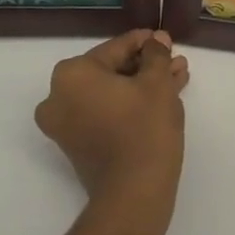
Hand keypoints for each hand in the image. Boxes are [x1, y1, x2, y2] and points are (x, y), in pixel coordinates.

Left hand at [35, 30, 189, 220]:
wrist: (134, 193)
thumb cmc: (144, 128)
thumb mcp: (157, 82)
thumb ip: (156, 54)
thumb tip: (157, 41)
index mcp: (72, 74)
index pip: (115, 48)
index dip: (146, 43)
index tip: (166, 41)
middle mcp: (58, 96)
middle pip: (111, 71)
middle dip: (146, 67)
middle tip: (175, 63)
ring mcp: (64, 124)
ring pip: (110, 93)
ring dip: (141, 86)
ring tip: (176, 80)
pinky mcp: (76, 145)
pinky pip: (105, 113)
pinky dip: (129, 105)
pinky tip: (162, 99)